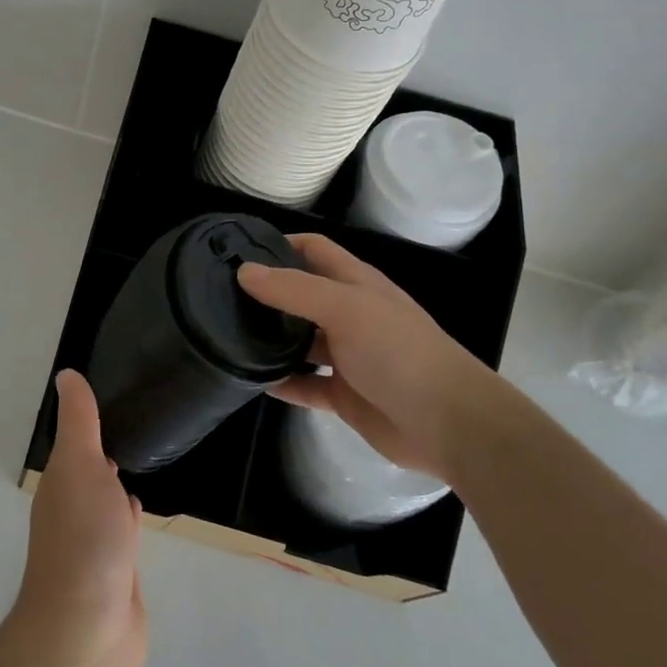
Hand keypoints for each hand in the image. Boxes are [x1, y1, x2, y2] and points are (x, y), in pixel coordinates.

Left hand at [7, 370, 146, 666]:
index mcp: (61, 484)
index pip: (76, 444)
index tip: (115, 396)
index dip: (89, 422)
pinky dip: (130, 519)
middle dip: (104, 452)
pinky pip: (123, 536)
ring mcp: (93, 546)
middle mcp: (72, 510)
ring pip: (106, 503)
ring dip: (116, 485)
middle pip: (89, 472)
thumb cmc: (83, 538)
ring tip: (142, 458)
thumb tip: (67, 373)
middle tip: (135, 423)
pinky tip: (141, 510)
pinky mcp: (116, 576)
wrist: (88, 631)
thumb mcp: (81, 464)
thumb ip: (79, 421)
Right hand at [236, 233, 506, 481]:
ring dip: (271, 339)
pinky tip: (250, 380)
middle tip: (219, 295)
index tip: (237, 249)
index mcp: (356, 284)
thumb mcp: (345, 308)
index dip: (280, 244)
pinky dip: (281, 382)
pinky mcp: (343, 395)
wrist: (447, 423)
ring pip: (300, 341)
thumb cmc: (398, 351)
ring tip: (225, 336)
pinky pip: (304, 384)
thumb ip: (293, 289)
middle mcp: (350, 315)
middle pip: (302, 295)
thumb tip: (244, 271)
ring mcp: (347, 356)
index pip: (314, 250)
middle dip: (267, 293)